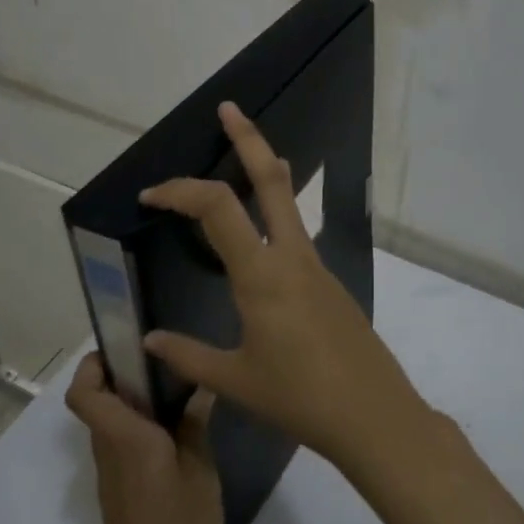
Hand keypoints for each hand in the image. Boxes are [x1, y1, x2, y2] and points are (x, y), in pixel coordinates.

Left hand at [65, 353, 222, 523]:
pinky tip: (182, 435)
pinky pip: (123, 448)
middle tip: (168, 364)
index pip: (84, 394)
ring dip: (135, 404)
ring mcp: (113, 479)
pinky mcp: (121, 498)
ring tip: (183, 393)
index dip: (92, 365)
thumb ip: (195, 428)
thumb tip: (198, 389)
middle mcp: (109, 454)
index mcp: (125, 441)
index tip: (124, 348)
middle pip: (98, 404)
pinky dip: (143, 431)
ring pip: (111, 426)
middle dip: (123, 377)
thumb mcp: (200, 475)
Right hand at [139, 102, 431, 474]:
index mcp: (262, 274)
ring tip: (242, 157)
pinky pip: (296, 234)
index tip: (151, 196)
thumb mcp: (235, 381)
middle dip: (249, 138)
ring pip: (289, 201)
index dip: (181, 190)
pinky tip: (258, 242)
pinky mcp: (329, 282)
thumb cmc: (299, 398)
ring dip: (265, 171)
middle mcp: (292, 256)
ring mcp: (317, 266)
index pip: (217, 207)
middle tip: (229, 109)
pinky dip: (273, 216)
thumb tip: (150, 341)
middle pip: (273, 178)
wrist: (373, 414)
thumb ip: (188, 356)